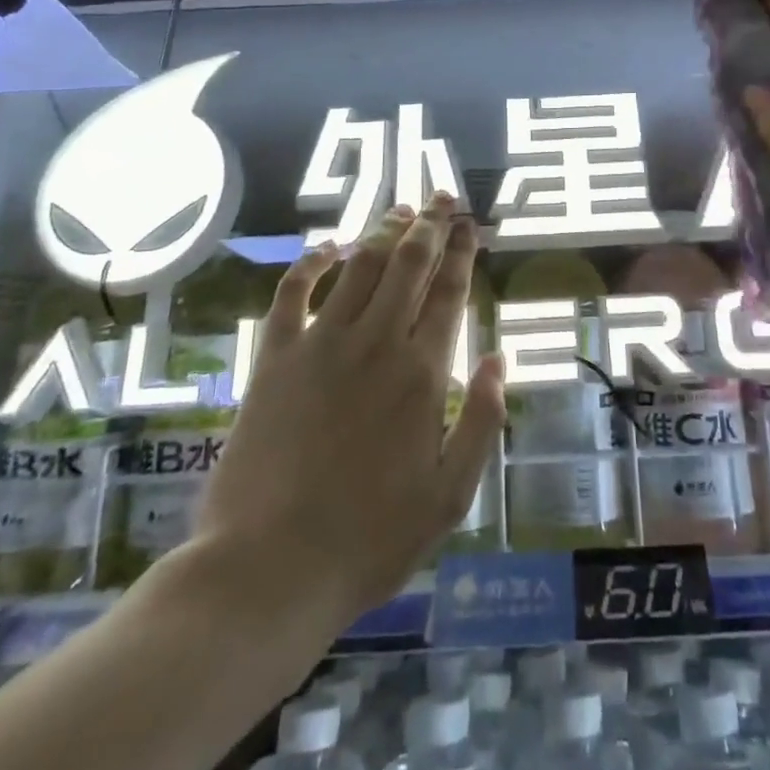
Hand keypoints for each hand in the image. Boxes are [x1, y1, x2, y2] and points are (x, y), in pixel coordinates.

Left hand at [190, 193, 504, 620]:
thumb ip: (483, 420)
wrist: (269, 570)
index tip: (469, 225)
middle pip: (408, 263)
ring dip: (383, 231)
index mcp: (422, 372)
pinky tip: (326, 247)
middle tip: (442, 199)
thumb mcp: (451, 494)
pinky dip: (311, 262)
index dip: (462, 251)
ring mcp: (321, 344)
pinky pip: (293, 292)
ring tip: (401, 211)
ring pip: (360, 266)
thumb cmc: (371, 539)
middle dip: (429, 225)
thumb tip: (500, 358)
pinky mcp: (274, 357)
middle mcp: (376, 342)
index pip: (448, 291)